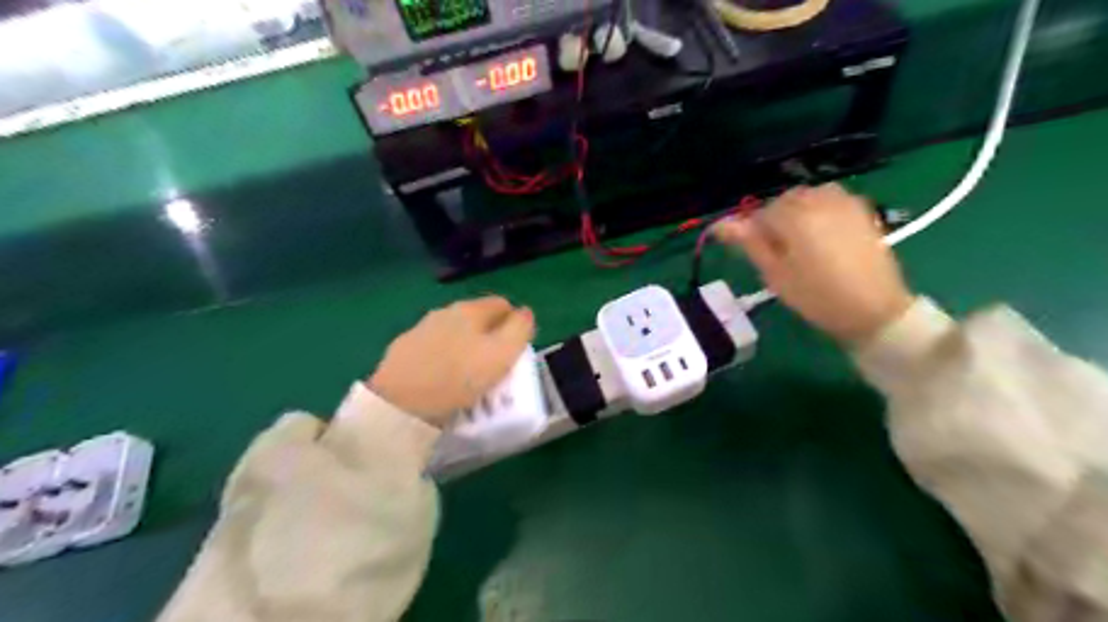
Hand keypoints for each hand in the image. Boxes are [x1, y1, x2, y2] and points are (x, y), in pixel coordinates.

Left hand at [368, 297, 534, 428]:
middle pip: (477, 319)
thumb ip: (519, 329)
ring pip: (453, 333)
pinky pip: (433, 350)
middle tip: (494, 366)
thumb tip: (525, 312)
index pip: (502, 304)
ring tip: (468, 377)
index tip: (515, 351)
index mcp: (471, 309)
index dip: (514, 325)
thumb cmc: (459, 377)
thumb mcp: (502, 354)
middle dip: (489, 336)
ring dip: (464, 347)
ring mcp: (420, 329)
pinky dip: (442, 360)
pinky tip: (442, 380)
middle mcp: (445, 311)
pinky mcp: (403, 350)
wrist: (399, 403)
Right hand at [714, 186, 913, 344]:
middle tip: (778, 253)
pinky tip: (822, 234)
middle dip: (775, 221)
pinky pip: (829, 199)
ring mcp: (843, 202)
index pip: (759, 214)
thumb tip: (721, 223)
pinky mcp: (860, 210)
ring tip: (800, 242)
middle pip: (783, 202)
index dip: (752, 233)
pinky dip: (818, 210)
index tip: (757, 255)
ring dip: (796, 213)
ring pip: (806, 197)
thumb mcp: (775, 274)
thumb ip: (749, 243)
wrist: (874, 309)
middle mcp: (818, 200)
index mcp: (794, 216)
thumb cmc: (817, 297)